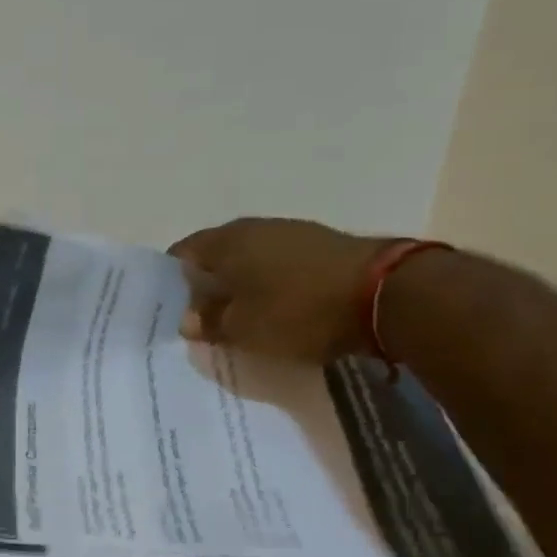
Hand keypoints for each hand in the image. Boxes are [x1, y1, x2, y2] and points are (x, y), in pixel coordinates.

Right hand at [169, 217, 389, 362]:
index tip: (174, 310)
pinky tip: (277, 307)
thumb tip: (188, 319)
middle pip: (216, 255)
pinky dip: (270, 283)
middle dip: (207, 285)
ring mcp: (290, 232)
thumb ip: (210, 323)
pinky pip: (278, 264)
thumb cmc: (297, 311)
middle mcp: (253, 228)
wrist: (384, 294)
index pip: (182, 254)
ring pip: (249, 259)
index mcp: (226, 241)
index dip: (172, 282)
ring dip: (241, 284)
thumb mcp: (244, 329)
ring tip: (242, 317)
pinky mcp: (320, 244)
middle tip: (205, 319)